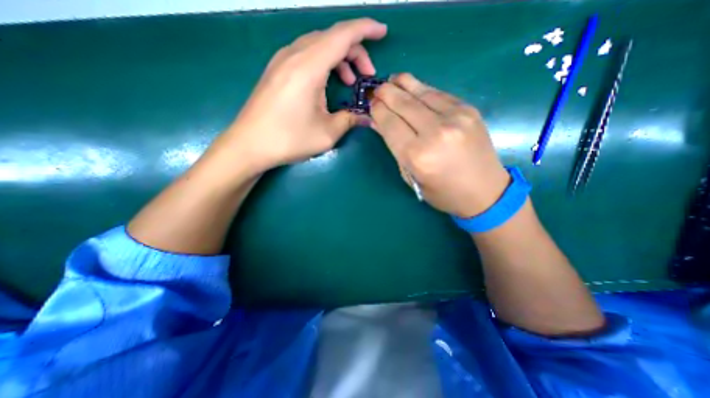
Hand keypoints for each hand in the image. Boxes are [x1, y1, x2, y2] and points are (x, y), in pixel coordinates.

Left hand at [220, 18, 389, 173]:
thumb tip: (367, 117)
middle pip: (331, 38)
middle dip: (355, 51)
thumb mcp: (327, 134)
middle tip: (366, 75)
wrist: (249, 145)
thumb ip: (350, 120)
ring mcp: (282, 61)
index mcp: (308, 67)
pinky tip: (327, 83)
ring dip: (339, 58)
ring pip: (318, 45)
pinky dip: (323, 63)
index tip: (383, 32)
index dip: (366, 29)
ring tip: (349, 81)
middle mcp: (294, 55)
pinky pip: (306, 54)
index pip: (342, 35)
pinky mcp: (276, 70)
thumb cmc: (289, 139)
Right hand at [373, 73, 510, 219]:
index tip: (371, 104)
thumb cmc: (441, 192)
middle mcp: (435, 132)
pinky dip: (423, 89)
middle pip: (403, 104)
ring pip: (421, 93)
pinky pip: (439, 94)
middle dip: (386, 93)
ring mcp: (455, 117)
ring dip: (403, 84)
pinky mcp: (469, 110)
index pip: (390, 123)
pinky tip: (413, 87)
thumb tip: (380, 123)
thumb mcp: (411, 176)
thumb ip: (395, 148)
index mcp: (416, 155)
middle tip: (377, 89)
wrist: (485, 192)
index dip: (378, 110)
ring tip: (392, 80)